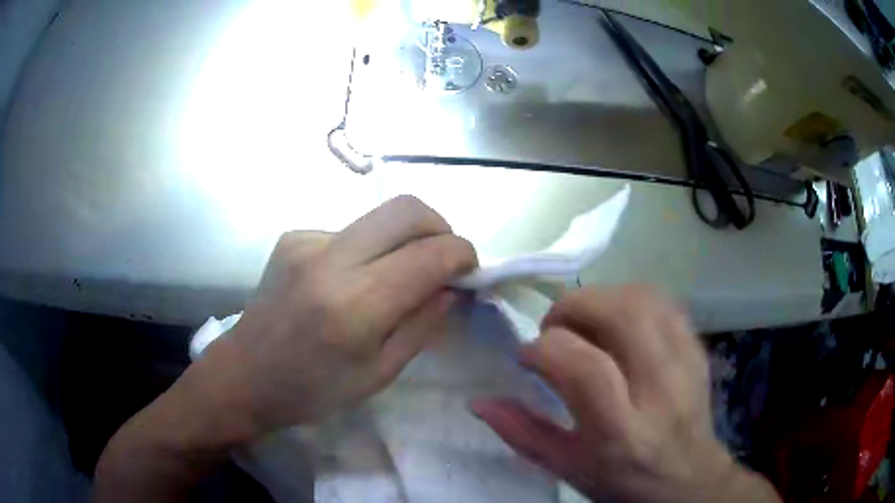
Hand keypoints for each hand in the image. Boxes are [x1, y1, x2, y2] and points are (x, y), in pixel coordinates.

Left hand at [192, 195, 476, 432]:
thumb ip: (422, 324)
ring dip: (404, 240)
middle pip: (407, 208)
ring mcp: (306, 241)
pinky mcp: (293, 236)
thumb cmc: (312, 390)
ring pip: (380, 216)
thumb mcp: (379, 374)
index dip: (462, 255)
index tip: (470, 271)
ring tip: (395, 278)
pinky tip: (352, 282)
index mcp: (354, 306)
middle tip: (444, 262)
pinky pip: (351, 231)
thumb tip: (452, 286)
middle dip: (441, 228)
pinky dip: (369, 250)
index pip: (429, 254)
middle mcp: (329, 259)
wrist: (244, 376)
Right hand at [472, 286, 779, 502]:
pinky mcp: (698, 349)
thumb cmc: (623, 481)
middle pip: (622, 315)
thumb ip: (523, 434)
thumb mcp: (568, 469)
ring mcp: (686, 363)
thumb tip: (480, 401)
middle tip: (554, 328)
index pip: (584, 367)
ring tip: (583, 322)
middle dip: (574, 308)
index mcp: (621, 432)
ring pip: (645, 298)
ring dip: (602, 297)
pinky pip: (665, 302)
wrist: (687, 479)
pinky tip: (616, 322)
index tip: (527, 357)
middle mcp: (660, 390)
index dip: (545, 349)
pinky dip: (631, 299)